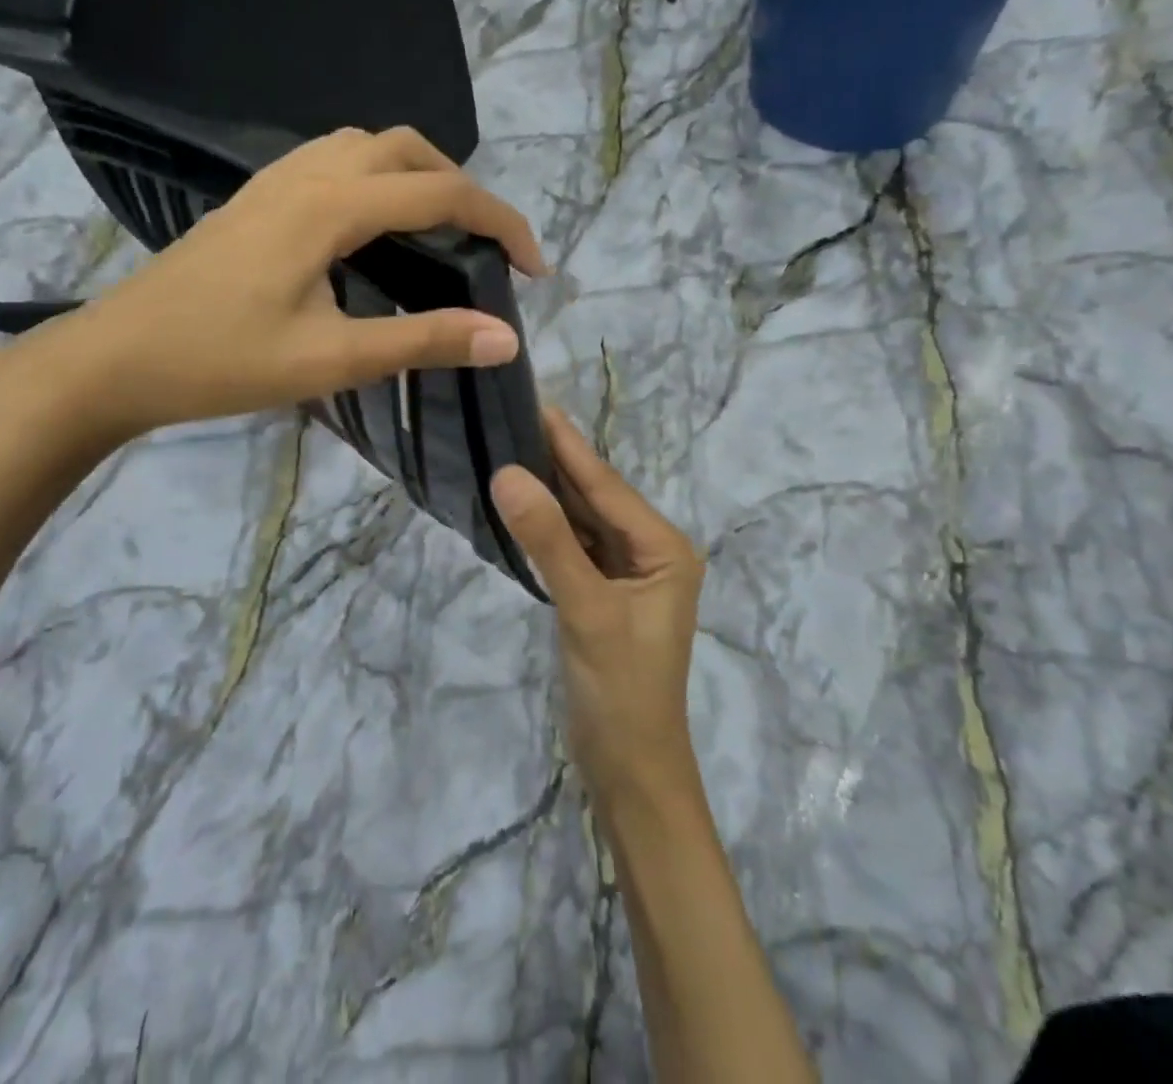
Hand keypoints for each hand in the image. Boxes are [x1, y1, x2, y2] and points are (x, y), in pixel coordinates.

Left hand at [7, 127, 546, 444]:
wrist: (117, 358)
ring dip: (420, 175)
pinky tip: (376, 228)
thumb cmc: (222, 362)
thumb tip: (506, 338)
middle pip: (408, 150)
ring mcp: (276, 180)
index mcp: (330, 207)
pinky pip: (336, 160)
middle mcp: (308, 174)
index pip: (441, 193)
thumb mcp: (332, 359)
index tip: (534, 269)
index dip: (500, 223)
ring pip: (369, 146)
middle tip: (485, 248)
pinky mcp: (258, 197)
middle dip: (463, 189)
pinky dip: (379, 177)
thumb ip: (422, 342)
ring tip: (440, 232)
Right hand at [492, 411, 705, 806]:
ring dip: (549, 491)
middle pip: (596, 498)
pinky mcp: (602, 594)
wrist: (629, 770)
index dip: (568, 446)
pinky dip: (547, 527)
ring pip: (582, 521)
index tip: (535, 402)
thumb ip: (548, 540)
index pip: (607, 486)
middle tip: (510, 417)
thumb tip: (508, 473)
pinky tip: (520, 504)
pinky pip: (574, 546)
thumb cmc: (622, 690)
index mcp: (665, 547)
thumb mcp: (586, 609)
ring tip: (507, 447)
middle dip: (556, 461)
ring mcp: (626, 574)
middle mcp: (651, 551)